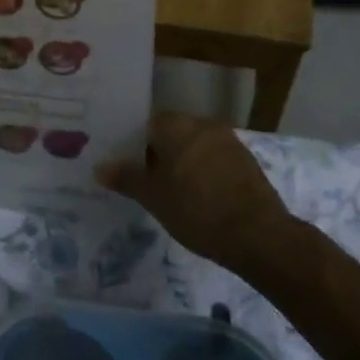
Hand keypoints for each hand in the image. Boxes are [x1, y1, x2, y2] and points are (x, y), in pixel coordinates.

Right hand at [96, 112, 291, 264]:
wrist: (258, 235)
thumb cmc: (196, 209)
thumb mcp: (153, 197)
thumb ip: (126, 178)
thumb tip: (100, 167)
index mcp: (176, 124)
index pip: (145, 125)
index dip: (133, 147)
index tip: (127, 168)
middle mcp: (202, 123)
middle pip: (171, 134)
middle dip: (158, 154)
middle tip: (145, 182)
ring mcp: (228, 141)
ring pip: (194, 147)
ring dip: (182, 164)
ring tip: (171, 193)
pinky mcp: (246, 162)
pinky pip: (214, 160)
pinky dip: (203, 173)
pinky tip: (198, 198)